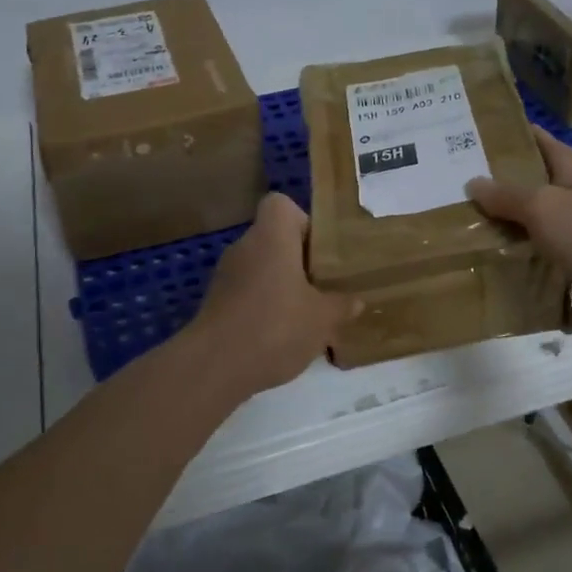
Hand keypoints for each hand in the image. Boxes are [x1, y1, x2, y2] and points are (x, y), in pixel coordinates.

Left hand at [187, 193, 354, 395]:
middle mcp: (244, 247)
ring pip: (260, 269)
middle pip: (273, 240)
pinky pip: (247, 294)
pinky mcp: (215, 304)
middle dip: (298, 261)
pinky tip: (280, 337)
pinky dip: (263, 308)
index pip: (280, 205)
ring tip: (306, 316)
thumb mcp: (322, 319)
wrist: (214, 366)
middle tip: (323, 286)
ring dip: (282, 287)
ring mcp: (225, 276)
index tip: (320, 251)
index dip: (303, 221)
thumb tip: (356, 301)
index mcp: (271, 237)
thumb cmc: (275, 327)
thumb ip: (341, 305)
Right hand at [467, 126, 571, 352]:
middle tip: (472, 195)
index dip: (536, 139)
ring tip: (476, 244)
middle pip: (548, 199)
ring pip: (547, 244)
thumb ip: (508, 196)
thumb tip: (473, 183)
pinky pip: (553, 287)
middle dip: (517, 196)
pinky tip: (504, 290)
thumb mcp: (542, 205)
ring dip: (520, 245)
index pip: (556, 152)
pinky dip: (533, 289)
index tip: (509, 130)